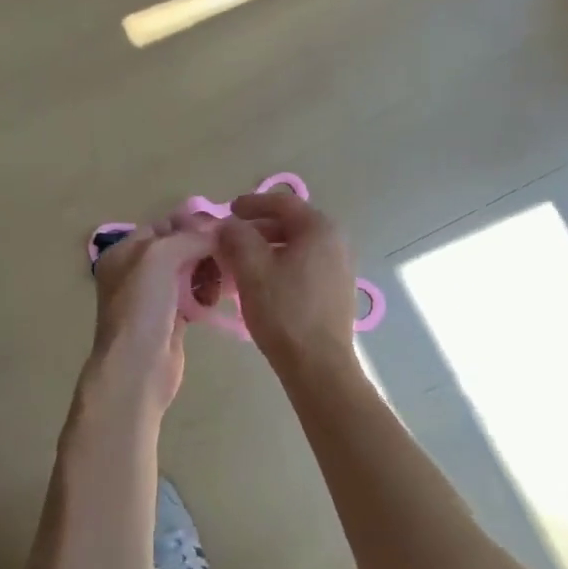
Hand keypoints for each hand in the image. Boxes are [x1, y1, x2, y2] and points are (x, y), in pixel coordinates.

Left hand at [81, 214, 220, 421]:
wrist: (137, 368)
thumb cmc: (142, 307)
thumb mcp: (160, 256)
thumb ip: (190, 237)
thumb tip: (220, 232)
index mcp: (125, 251)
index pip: (165, 225)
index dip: (194, 225)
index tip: (224, 230)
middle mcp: (136, 270)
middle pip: (180, 247)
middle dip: (205, 249)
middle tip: (228, 256)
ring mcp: (153, 296)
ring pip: (190, 271)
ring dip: (209, 272)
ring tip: (221, 282)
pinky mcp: (171, 318)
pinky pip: (194, 294)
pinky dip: (206, 293)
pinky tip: (213, 300)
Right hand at [215, 191, 358, 374]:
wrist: (319, 366)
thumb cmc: (284, 311)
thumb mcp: (251, 269)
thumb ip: (236, 237)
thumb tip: (227, 225)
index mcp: (320, 229)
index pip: (282, 202)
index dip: (251, 203)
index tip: (227, 211)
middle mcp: (336, 242)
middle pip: (290, 224)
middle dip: (256, 228)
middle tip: (229, 239)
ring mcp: (340, 267)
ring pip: (296, 247)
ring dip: (266, 248)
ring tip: (239, 262)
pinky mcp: (336, 291)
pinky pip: (304, 266)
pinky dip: (280, 265)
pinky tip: (260, 283)